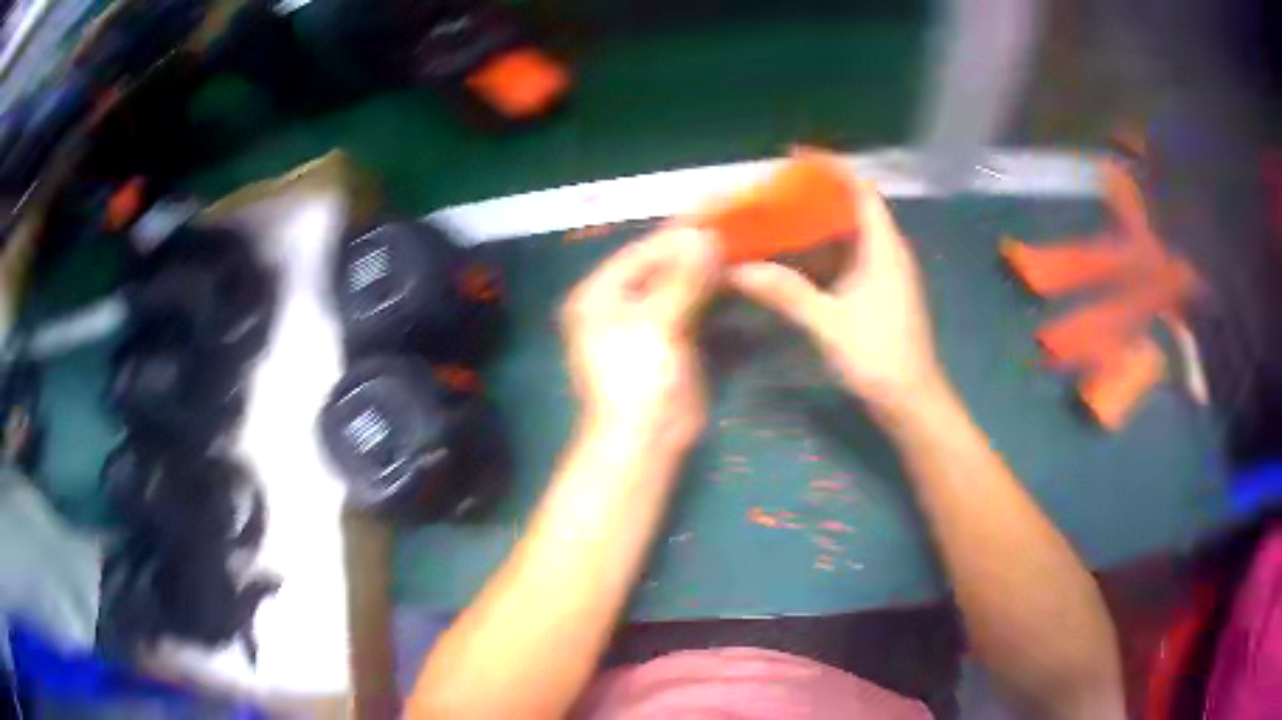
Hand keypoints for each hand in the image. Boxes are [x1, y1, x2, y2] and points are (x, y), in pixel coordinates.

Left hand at [562, 227, 717, 451]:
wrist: (645, 441)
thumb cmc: (639, 379)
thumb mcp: (657, 323)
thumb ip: (682, 277)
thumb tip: (705, 236)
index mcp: (601, 294)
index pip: (644, 251)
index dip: (680, 232)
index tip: (716, 210)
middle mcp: (620, 302)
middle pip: (662, 266)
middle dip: (697, 249)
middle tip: (736, 224)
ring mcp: (647, 322)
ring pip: (681, 285)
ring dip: (709, 269)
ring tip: (744, 244)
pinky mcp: (671, 340)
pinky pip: (693, 307)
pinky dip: (714, 295)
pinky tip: (739, 278)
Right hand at [727, 180, 943, 416]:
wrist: (910, 401)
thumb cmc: (879, 356)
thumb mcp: (828, 323)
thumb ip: (785, 293)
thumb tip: (737, 270)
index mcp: (884, 247)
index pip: (861, 190)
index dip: (832, 167)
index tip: (796, 155)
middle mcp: (886, 252)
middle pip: (852, 208)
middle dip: (816, 195)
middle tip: (775, 191)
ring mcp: (883, 275)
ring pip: (848, 237)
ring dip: (816, 226)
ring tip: (777, 219)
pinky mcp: (877, 295)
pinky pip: (846, 261)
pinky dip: (820, 254)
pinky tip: (792, 260)